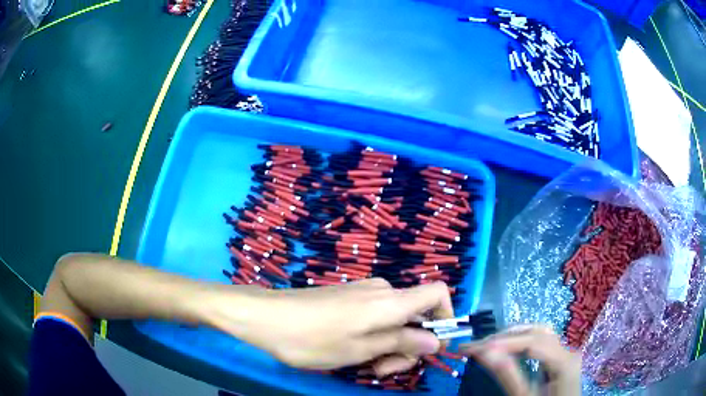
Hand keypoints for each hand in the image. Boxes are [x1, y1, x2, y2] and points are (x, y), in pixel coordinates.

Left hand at [204, 278, 452, 373]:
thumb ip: (401, 342)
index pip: (437, 293)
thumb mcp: (360, 349)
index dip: (445, 317)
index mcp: (390, 301)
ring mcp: (363, 293)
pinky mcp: (348, 298)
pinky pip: (374, 316)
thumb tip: (436, 340)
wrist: (264, 316)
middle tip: (382, 370)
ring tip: (365, 366)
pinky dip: (373, 336)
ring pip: (394, 320)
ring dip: (388, 345)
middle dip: (407, 345)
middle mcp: (382, 291)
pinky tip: (352, 352)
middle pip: (416, 315)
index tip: (433, 346)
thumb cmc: (311, 337)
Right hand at [461, 325, 580, 395]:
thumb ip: (508, 375)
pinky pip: (542, 342)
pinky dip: (522, 342)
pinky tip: (508, 348)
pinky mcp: (561, 357)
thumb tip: (485, 352)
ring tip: (488, 345)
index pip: (531, 342)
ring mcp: (566, 352)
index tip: (471, 348)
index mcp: (565, 361)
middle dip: (504, 336)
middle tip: (475, 346)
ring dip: (512, 336)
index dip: (501, 342)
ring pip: (539, 333)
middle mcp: (568, 350)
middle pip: (536, 332)